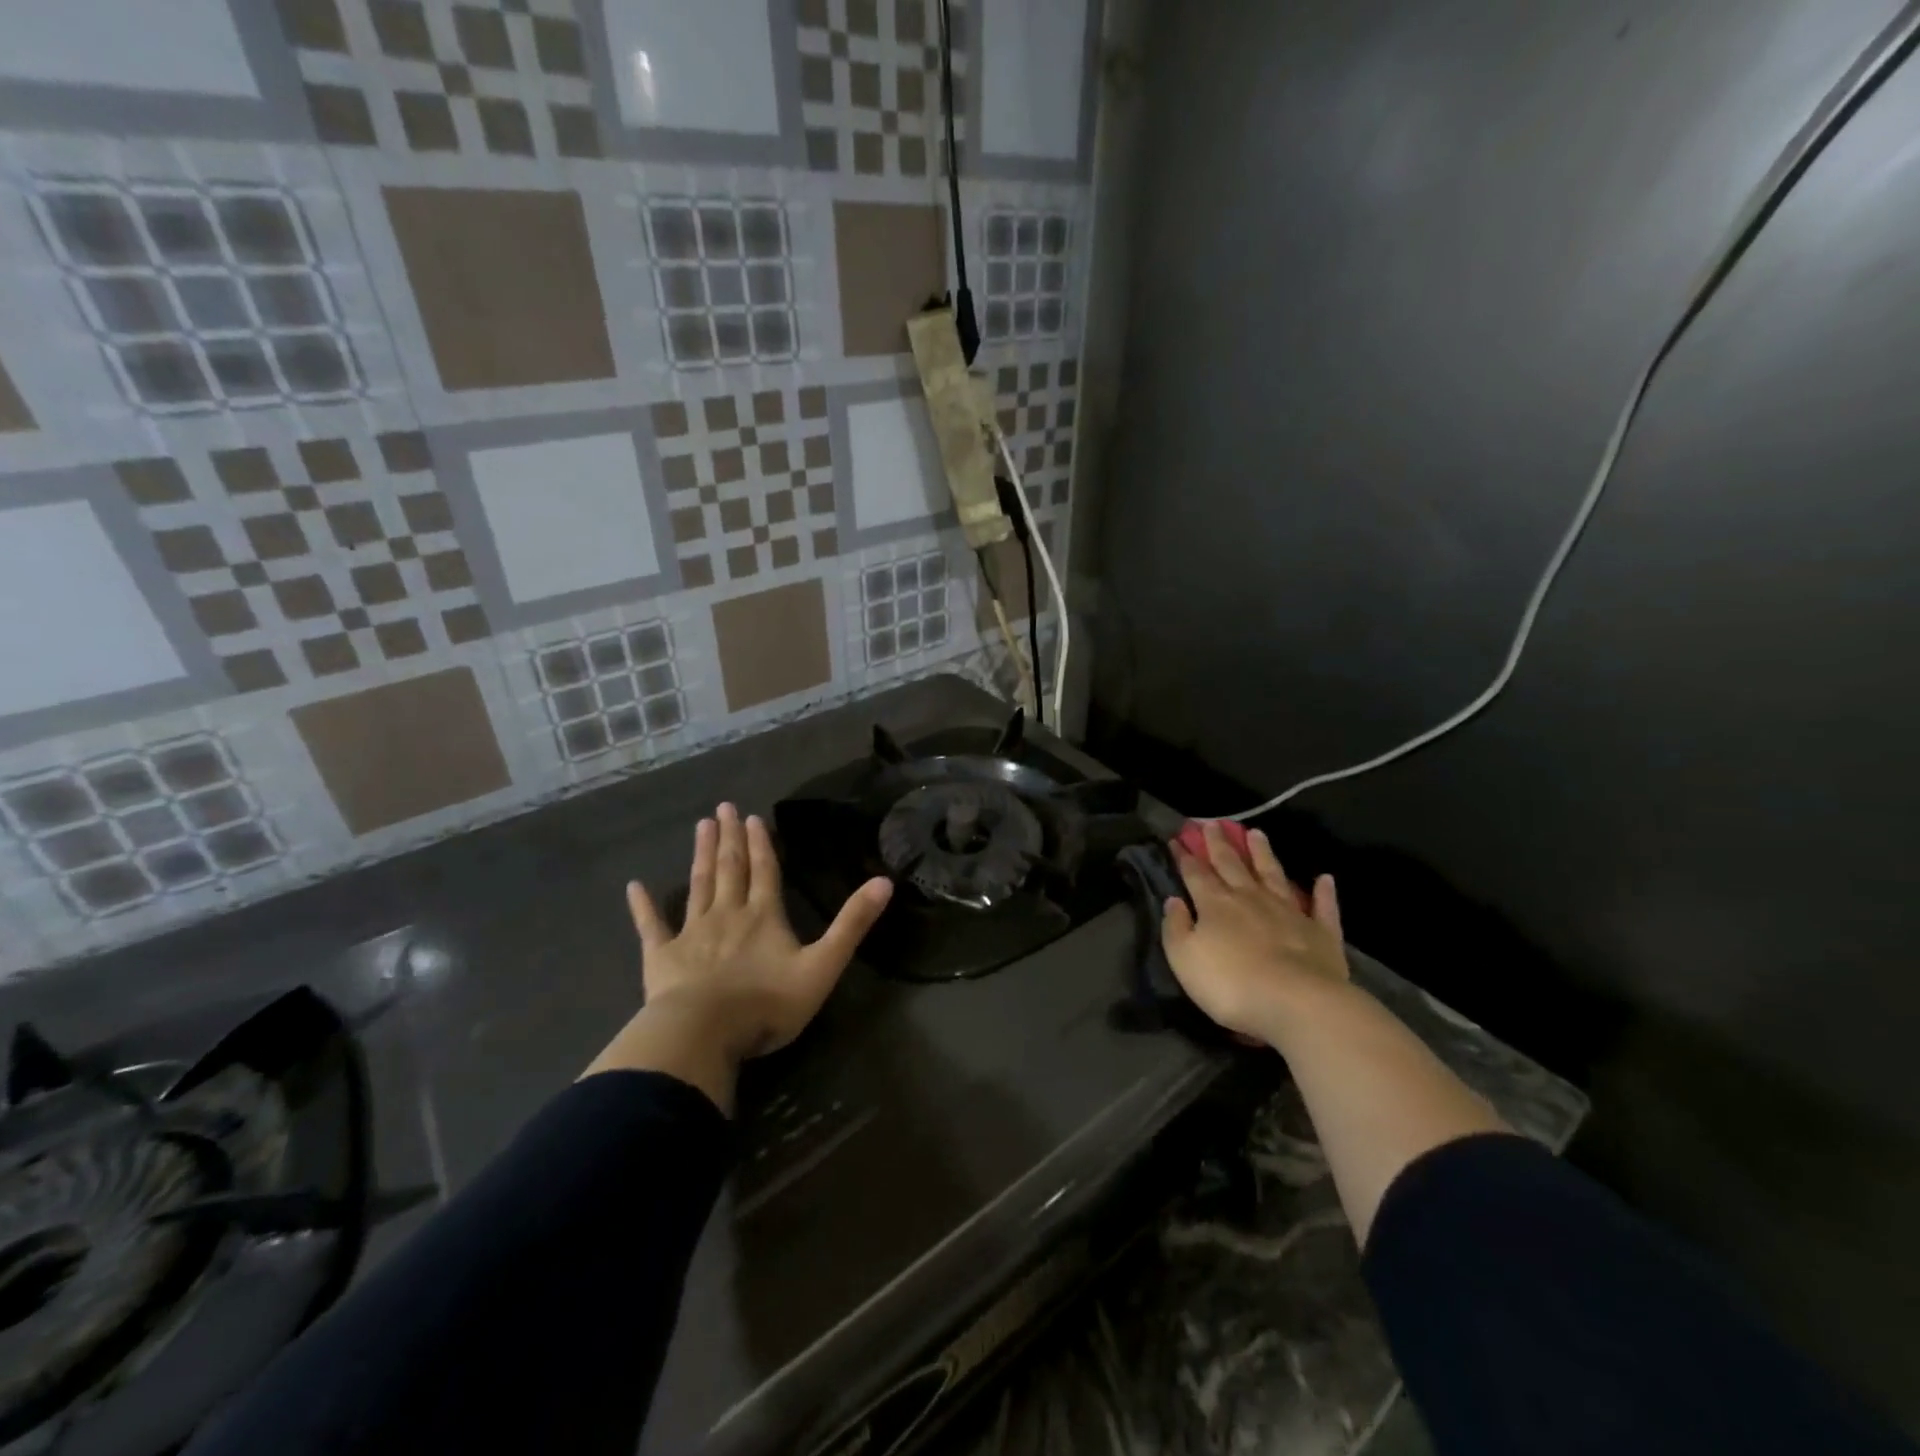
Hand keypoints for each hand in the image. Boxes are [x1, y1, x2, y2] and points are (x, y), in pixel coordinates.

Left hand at [626, 802, 892, 1063]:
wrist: (705, 1034)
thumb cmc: (767, 1004)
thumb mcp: (823, 965)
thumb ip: (852, 924)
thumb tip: (884, 881)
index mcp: (764, 916)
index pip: (764, 871)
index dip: (760, 844)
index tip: (752, 817)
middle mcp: (728, 914)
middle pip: (729, 869)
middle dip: (729, 838)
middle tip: (723, 808)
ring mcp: (692, 933)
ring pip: (698, 885)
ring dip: (701, 855)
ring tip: (701, 826)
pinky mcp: (661, 957)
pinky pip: (651, 926)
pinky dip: (643, 906)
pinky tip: (634, 886)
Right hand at [1162, 822, 1347, 1040]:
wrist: (1296, 1003)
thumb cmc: (1230, 984)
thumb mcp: (1184, 959)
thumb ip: (1175, 927)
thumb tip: (1174, 900)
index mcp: (1215, 904)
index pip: (1196, 874)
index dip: (1185, 857)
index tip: (1178, 839)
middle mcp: (1251, 899)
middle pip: (1232, 865)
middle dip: (1219, 844)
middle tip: (1212, 824)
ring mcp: (1289, 912)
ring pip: (1273, 875)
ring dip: (1263, 854)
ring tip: (1256, 833)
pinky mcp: (1321, 933)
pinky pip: (1323, 907)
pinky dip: (1324, 892)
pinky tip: (1325, 878)